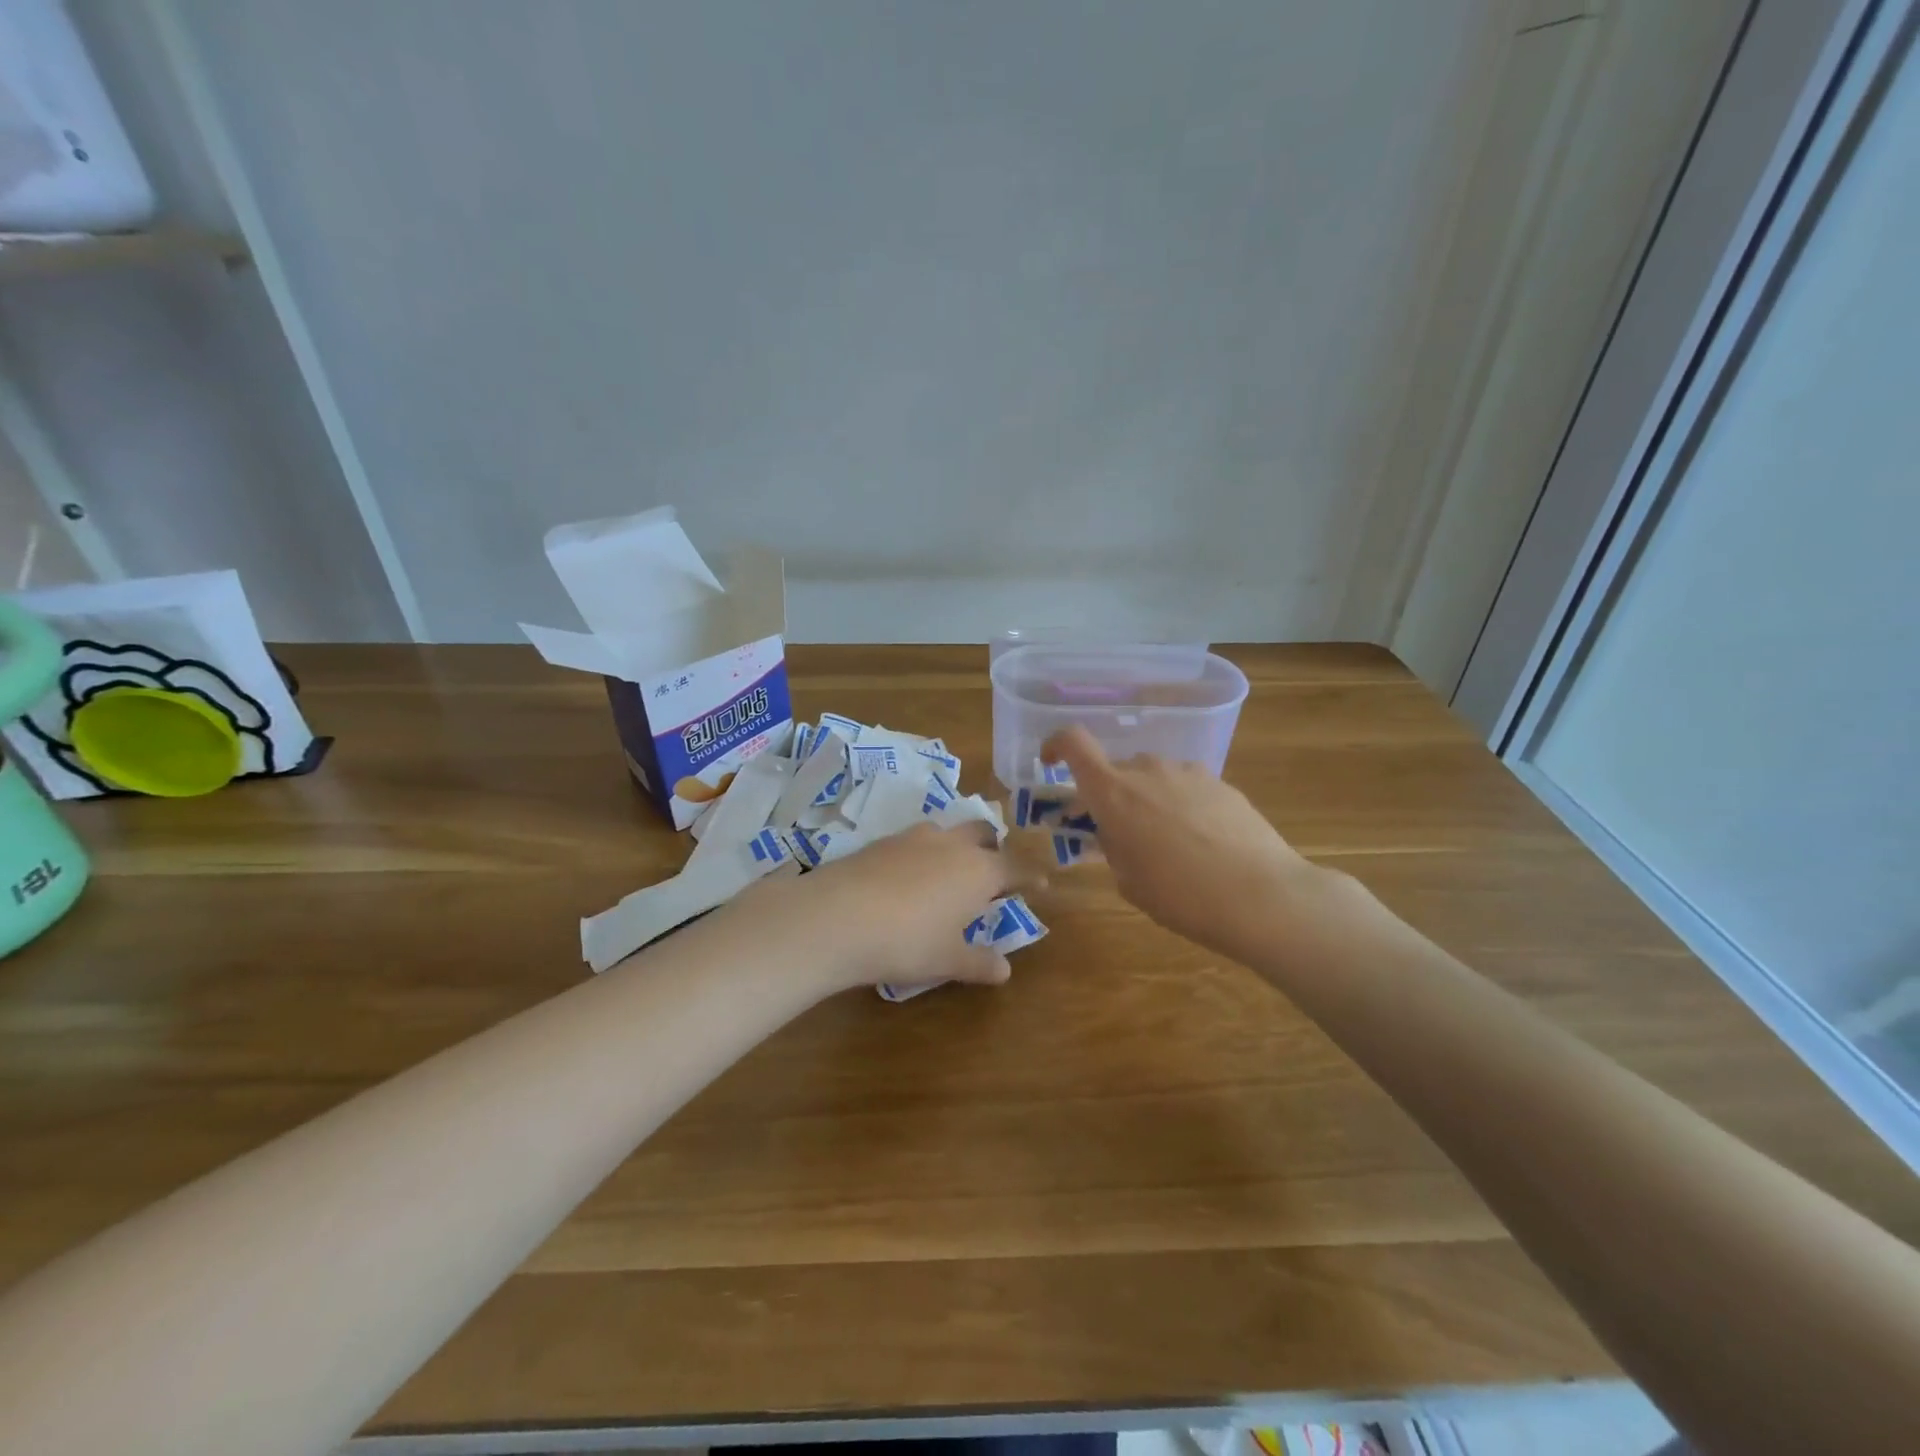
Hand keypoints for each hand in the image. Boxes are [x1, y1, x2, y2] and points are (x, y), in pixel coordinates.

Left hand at [751, 822, 1031, 995]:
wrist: (839, 916)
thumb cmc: (908, 942)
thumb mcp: (948, 959)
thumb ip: (979, 962)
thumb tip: (1004, 970)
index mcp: (979, 871)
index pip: (1016, 867)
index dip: (1030, 875)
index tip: (1041, 881)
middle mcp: (952, 845)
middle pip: (983, 832)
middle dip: (993, 846)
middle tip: (992, 867)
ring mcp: (914, 837)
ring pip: (946, 830)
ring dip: (955, 844)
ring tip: (949, 868)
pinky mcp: (882, 840)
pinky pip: (914, 839)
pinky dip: (922, 852)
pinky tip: (908, 874)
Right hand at [1040, 725, 1330, 964]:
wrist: (1263, 896)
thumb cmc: (1182, 896)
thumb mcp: (1129, 881)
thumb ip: (1112, 846)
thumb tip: (1113, 832)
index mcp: (1114, 792)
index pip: (1073, 743)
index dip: (1056, 745)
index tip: (1051, 763)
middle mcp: (1148, 769)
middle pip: (1116, 770)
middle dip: (1108, 796)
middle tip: (1116, 834)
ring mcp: (1188, 772)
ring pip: (1152, 778)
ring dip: (1146, 801)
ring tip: (1165, 844)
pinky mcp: (1222, 783)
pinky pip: (1185, 787)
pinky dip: (1180, 806)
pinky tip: (1200, 843)